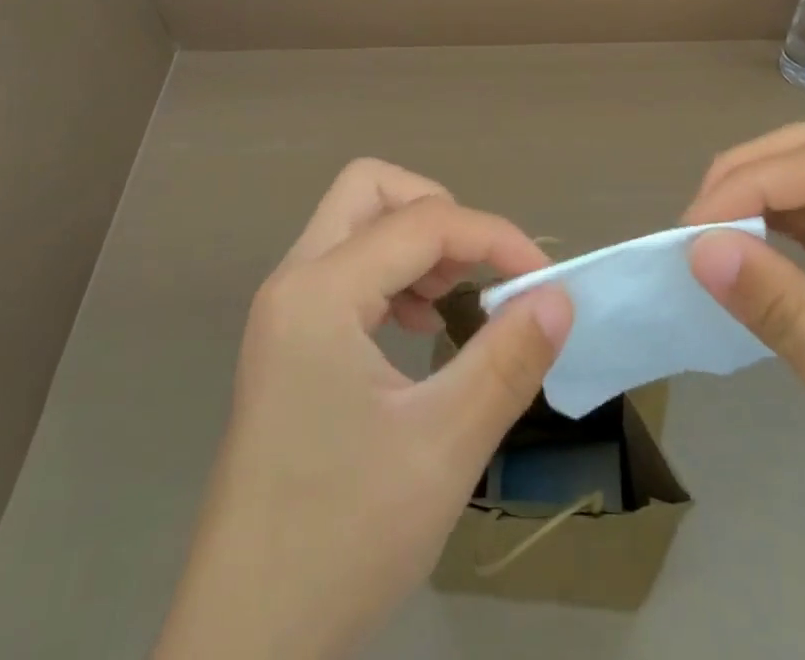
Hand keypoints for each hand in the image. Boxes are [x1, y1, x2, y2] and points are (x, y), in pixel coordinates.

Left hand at [153, 159, 572, 659]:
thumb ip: (508, 359)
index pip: (423, 221)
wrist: (245, 645)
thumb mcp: (444, 446)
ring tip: (453, 301)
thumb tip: (559, 296)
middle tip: (477, 270)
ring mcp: (283, 311)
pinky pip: (345, 267)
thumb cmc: (342, 540)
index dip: (493, 236)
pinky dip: (391, 274)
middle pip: (369, 189)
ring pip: (355, 223)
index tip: (543, 281)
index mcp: (319, 292)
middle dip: (437, 211)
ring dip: (414, 241)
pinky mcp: (286, 341)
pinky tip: (419, 329)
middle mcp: (293, 282)